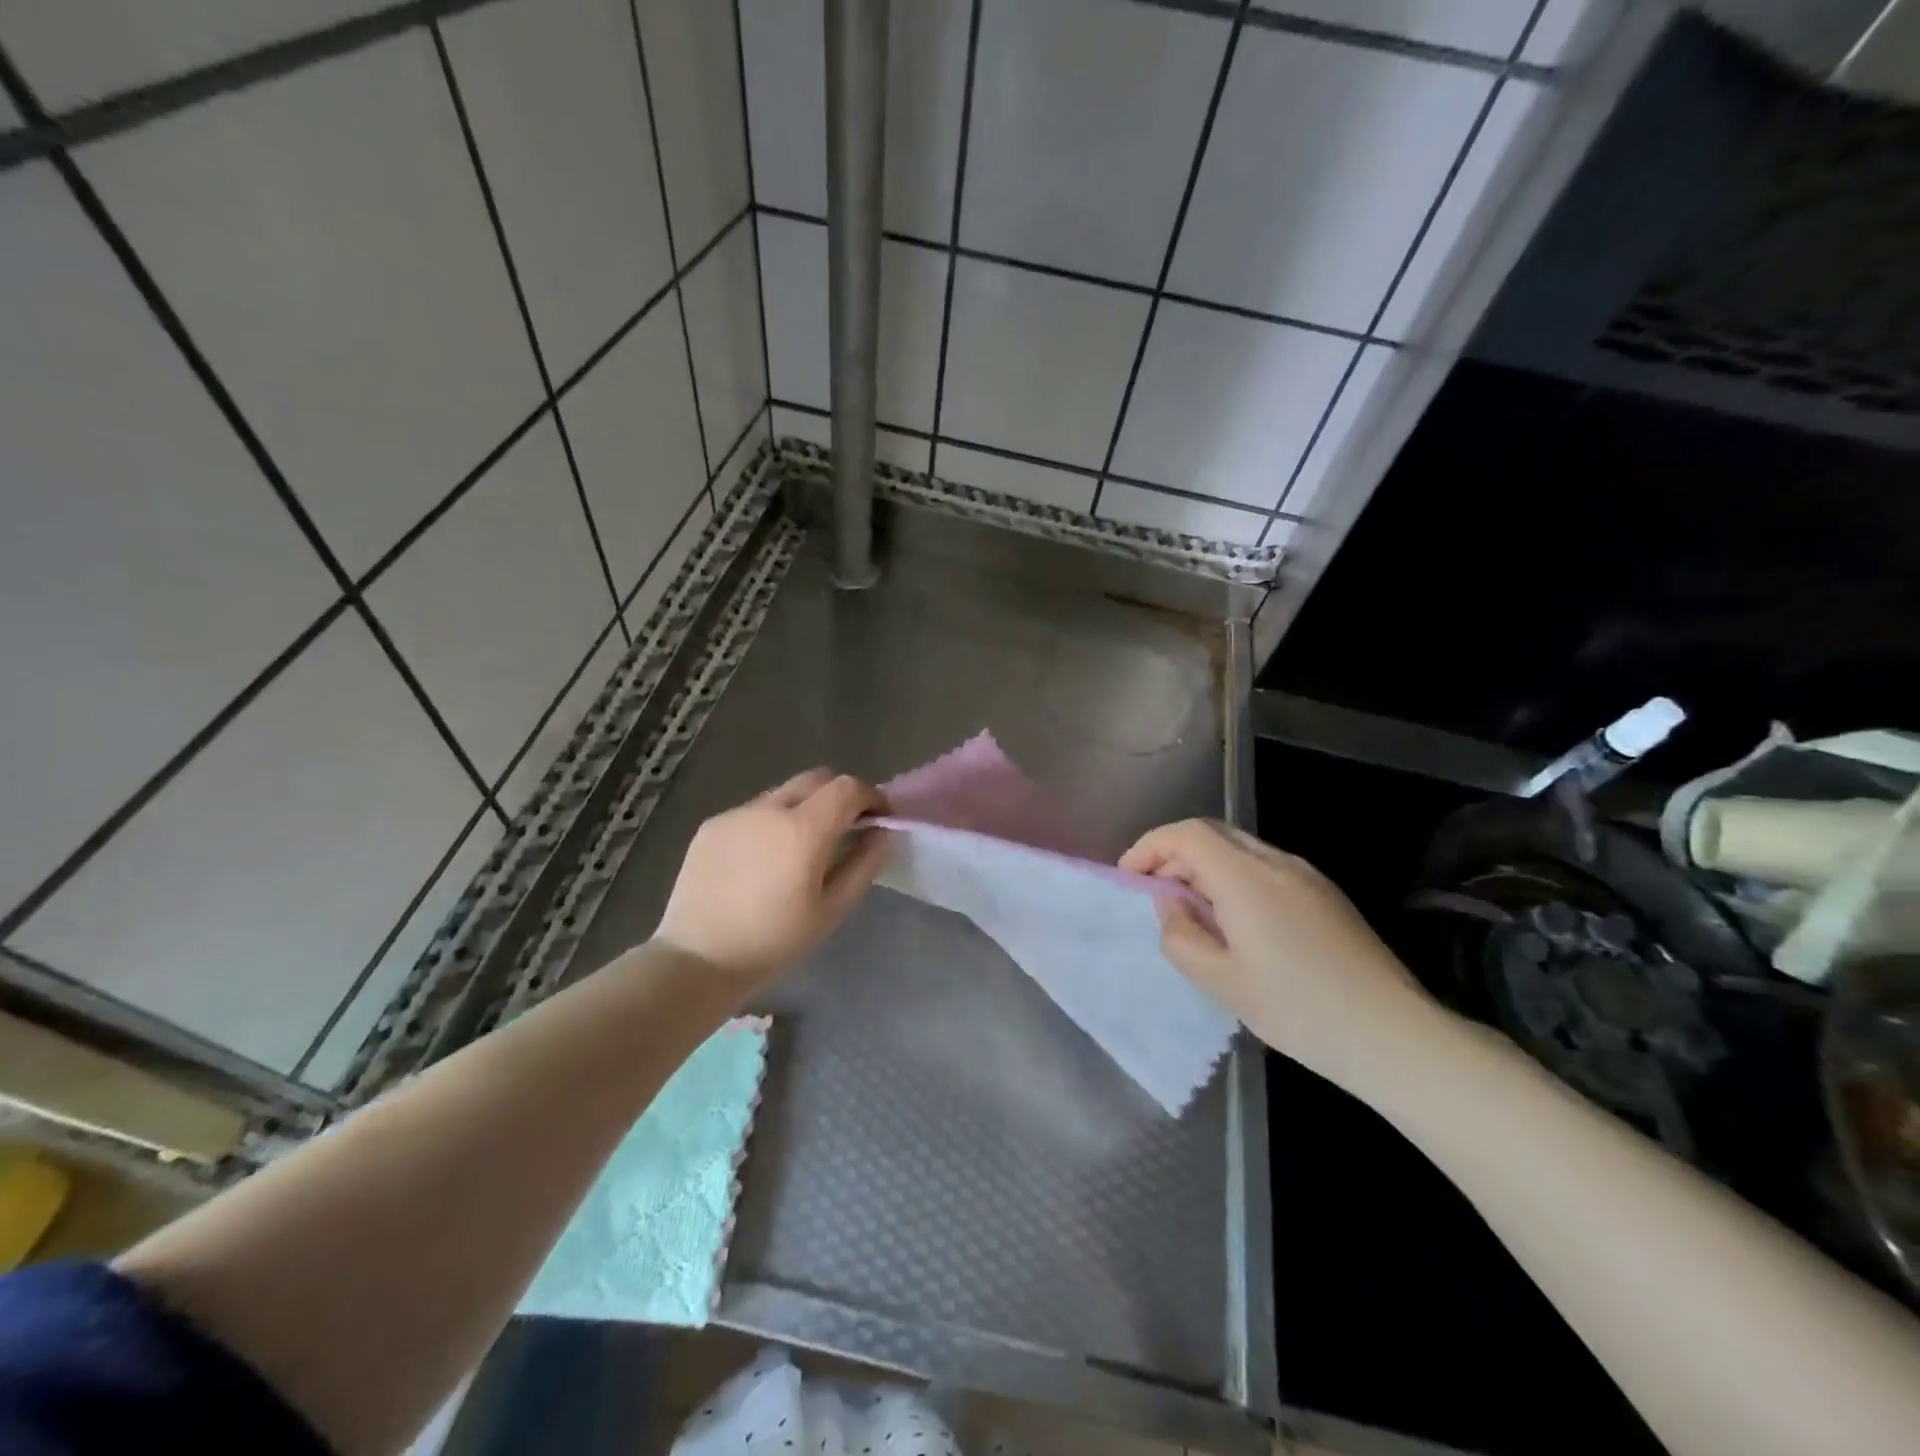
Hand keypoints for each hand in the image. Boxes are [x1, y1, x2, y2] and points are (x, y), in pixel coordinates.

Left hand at [655, 769, 889, 990]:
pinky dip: (771, 822)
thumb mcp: (831, 910)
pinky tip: (763, 860)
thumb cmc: (773, 943)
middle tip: (847, 827)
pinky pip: (753, 812)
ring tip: (801, 848)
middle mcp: (769, 809)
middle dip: (839, 795)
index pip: (847, 787)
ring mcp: (735, 814)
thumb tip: (884, 833)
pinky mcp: (711, 826)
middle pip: (816, 779)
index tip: (879, 818)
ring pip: (783, 793)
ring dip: (804, 807)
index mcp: (802, 829)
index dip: (871, 796)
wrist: (697, 961)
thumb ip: (863, 865)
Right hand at [1121, 819, 1443, 1087]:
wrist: (1393, 1034)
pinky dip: (1233, 877)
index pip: (1186, 834)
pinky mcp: (1325, 892)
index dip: (1150, 847)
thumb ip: (1180, 935)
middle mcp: (1275, 861)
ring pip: (1239, 848)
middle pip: (1212, 832)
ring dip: (1204, 865)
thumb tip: (1170, 903)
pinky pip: (1264, 866)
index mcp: (1245, 876)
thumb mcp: (1222, 982)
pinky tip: (1235, 921)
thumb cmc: (1299, 1010)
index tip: (1128, 876)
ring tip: (1192, 910)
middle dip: (1174, 854)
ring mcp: (1306, 874)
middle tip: (1155, 893)